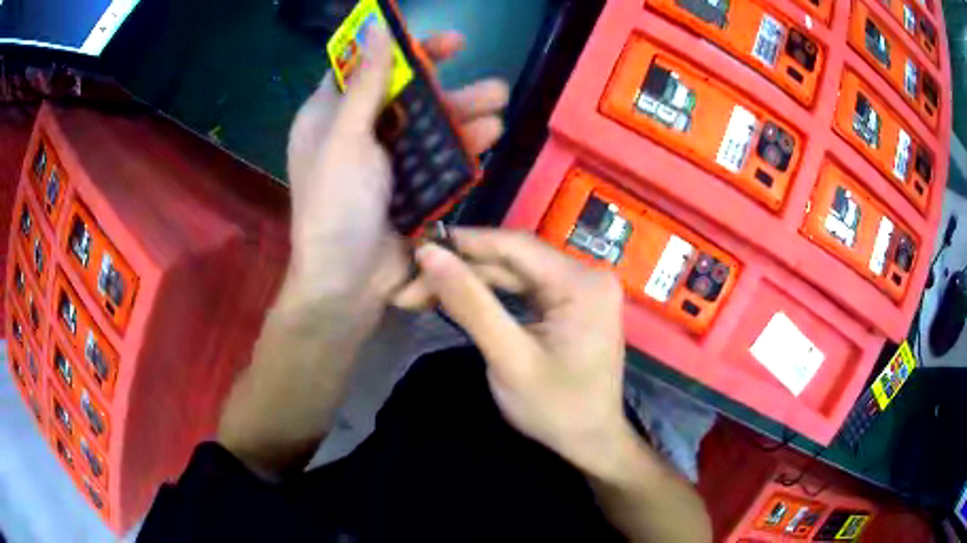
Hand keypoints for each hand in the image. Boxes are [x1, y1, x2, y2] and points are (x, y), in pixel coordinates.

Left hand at [282, 28, 508, 324]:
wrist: (347, 284)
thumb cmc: (336, 205)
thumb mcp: (347, 138)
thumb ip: (368, 83)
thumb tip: (375, 27)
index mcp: (329, 117)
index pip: (366, 69)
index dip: (400, 50)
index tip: (440, 42)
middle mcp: (356, 134)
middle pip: (404, 96)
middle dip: (446, 86)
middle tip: (485, 77)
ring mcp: (385, 162)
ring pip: (427, 126)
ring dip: (463, 114)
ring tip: (499, 104)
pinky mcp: (408, 187)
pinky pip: (438, 157)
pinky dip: (462, 146)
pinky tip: (489, 136)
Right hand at [408, 229, 634, 473]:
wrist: (591, 442)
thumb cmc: (556, 409)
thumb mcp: (508, 358)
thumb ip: (470, 304)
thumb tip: (429, 254)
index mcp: (582, 282)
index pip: (515, 245)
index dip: (463, 243)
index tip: (416, 250)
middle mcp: (586, 275)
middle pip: (513, 259)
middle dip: (460, 270)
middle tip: (409, 285)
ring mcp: (580, 288)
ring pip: (515, 272)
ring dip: (470, 282)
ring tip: (421, 292)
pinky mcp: (571, 303)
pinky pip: (525, 288)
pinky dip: (490, 294)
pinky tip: (458, 298)